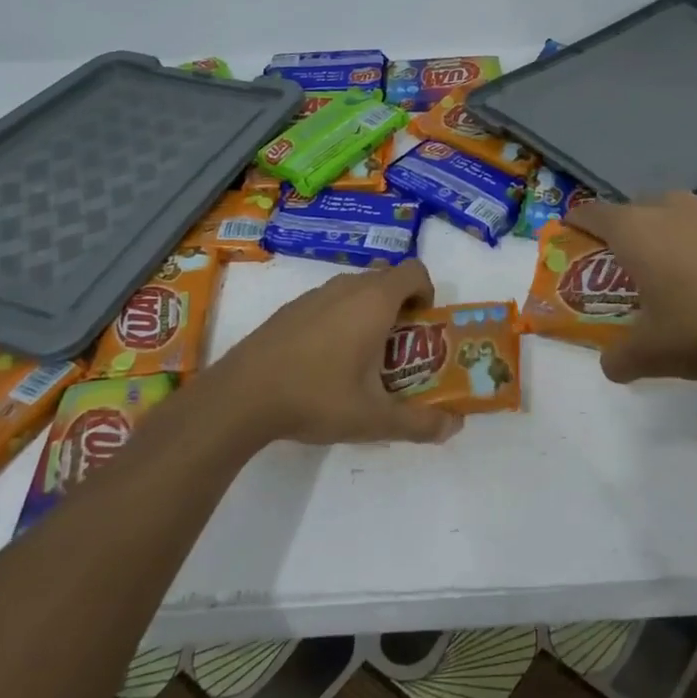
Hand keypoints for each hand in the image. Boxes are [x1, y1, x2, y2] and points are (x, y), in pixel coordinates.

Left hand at [216, 259, 462, 445]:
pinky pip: (329, 301)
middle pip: (386, 278)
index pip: (414, 271)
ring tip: (362, 357)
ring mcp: (314, 294)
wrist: (241, 396)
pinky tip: (324, 361)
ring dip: (369, 311)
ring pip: (356, 289)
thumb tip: (455, 426)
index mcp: (374, 301)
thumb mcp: (374, 419)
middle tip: (398, 348)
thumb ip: (419, 423)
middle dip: (400, 305)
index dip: (426, 292)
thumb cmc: (316, 397)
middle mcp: (347, 287)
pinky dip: (339, 318)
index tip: (422, 326)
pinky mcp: (290, 308)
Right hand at [566, 192, 696, 383]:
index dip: (579, 220)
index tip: (573, 228)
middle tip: (635, 264)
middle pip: (640, 209)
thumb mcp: (655, 354)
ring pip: (685, 214)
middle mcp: (673, 208)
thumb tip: (610, 365)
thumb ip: (622, 359)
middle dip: (632, 231)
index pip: (594, 213)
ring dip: (678, 234)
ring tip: (688, 270)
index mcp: (638, 231)